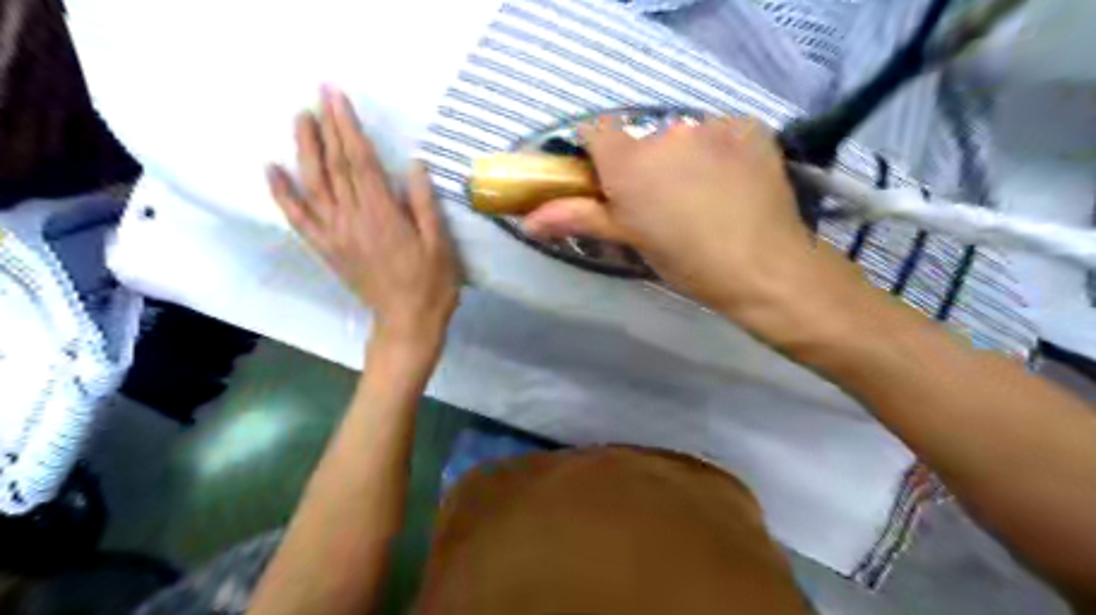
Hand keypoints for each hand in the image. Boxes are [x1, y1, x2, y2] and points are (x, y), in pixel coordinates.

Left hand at [268, 86, 459, 353]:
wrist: (407, 322)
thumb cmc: (431, 284)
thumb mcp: (439, 243)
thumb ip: (423, 203)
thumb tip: (412, 164)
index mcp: (382, 214)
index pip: (360, 161)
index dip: (348, 127)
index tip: (337, 97)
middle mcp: (352, 218)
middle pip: (334, 166)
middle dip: (326, 128)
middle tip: (318, 96)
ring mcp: (334, 235)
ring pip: (313, 185)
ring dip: (304, 150)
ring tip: (300, 120)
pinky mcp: (327, 249)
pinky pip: (299, 219)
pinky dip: (283, 194)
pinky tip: (271, 171)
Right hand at [521, 116, 844, 322]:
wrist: (763, 268)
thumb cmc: (686, 262)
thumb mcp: (629, 241)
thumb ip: (577, 219)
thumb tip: (528, 222)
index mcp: (629, 163)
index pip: (596, 130)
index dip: (598, 152)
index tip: (608, 180)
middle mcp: (665, 134)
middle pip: (642, 139)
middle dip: (645, 163)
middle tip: (661, 203)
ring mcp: (711, 127)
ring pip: (682, 136)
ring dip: (684, 157)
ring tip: (704, 196)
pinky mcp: (748, 128)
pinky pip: (720, 133)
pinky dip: (720, 151)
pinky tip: (733, 183)